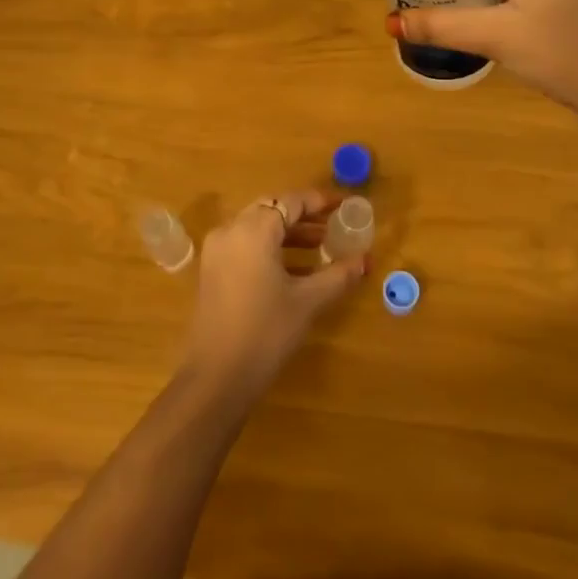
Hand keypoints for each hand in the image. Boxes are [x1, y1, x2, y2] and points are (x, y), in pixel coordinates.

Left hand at [180, 189, 365, 397]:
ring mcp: (217, 250)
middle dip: (303, 216)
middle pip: (271, 209)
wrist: (217, 377)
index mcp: (253, 230)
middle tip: (333, 225)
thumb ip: (337, 275)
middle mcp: (231, 230)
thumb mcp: (307, 301)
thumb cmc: (266, 331)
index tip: (343, 205)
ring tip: (321, 246)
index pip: (290, 202)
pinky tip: (295, 268)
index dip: (319, 201)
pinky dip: (270, 248)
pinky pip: (245, 245)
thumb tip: (365, 260)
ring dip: (287, 233)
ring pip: (257, 227)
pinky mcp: (212, 270)